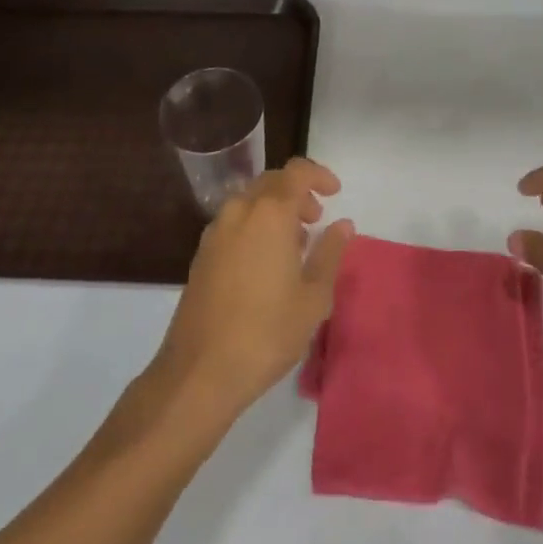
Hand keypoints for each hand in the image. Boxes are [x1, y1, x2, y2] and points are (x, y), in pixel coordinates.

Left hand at [150, 158, 353, 420]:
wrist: (200, 372)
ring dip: (274, 210)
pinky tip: (264, 262)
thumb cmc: (267, 332)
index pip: (297, 171)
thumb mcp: (314, 297)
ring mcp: (215, 231)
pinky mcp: (201, 254)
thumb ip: (330, 253)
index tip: (335, 193)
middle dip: (297, 193)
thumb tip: (343, 224)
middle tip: (316, 219)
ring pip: (250, 201)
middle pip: (272, 182)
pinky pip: (234, 222)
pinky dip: (254, 226)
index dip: (318, 175)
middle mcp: (240, 210)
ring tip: (293, 244)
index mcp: (270, 213)